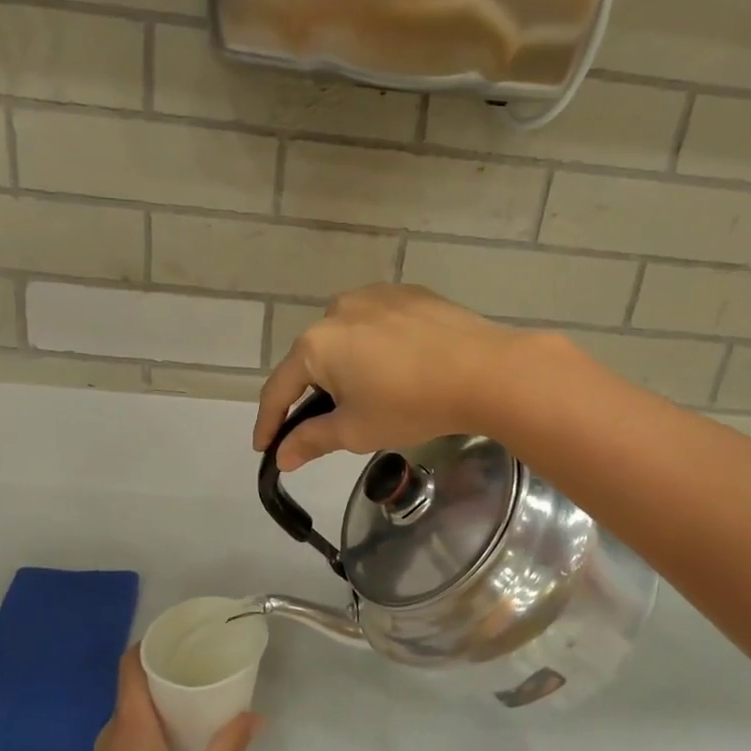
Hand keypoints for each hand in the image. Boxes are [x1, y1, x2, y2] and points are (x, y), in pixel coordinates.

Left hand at [58, 648, 258, 750]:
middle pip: (135, 685)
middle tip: (203, 663)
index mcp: (131, 722)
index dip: (150, 641)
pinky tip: (180, 739)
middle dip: (167, 670)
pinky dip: (153, 725)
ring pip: (134, 712)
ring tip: (198, 698)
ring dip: (161, 701)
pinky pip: (130, 734)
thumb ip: (227, 747)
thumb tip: (256, 716)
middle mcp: (113, 730)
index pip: (130, 664)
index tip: (180, 633)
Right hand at [253, 285, 537, 469]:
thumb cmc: (411, 404)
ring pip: (347, 338)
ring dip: (348, 366)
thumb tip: (281, 456)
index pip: (279, 388)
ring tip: (373, 393)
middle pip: (313, 358)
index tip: (264, 447)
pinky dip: (378, 347)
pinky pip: (379, 324)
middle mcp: (337, 309)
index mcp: (316, 343)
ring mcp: (375, 295)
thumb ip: (311, 440)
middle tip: (330, 423)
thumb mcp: (356, 430)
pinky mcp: (409, 293)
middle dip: (315, 393)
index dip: (269, 422)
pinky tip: (400, 366)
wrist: (486, 371)